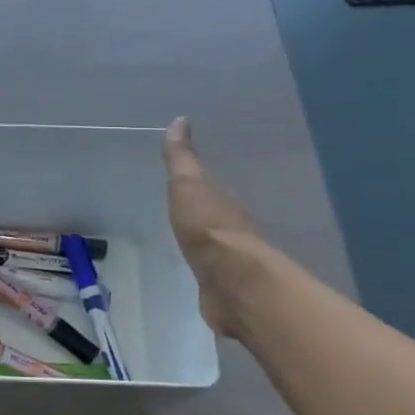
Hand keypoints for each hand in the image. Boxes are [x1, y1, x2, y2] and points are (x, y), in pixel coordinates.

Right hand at [163, 118, 268, 338]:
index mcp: (225, 207)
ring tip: (186, 250)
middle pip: (217, 224)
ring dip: (207, 251)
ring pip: (217, 254)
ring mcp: (231, 267)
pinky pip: (212, 281)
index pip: (212, 194)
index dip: (200, 191)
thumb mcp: (188, 185)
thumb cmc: (208, 228)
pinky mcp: (224, 294)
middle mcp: (234, 234)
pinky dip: (206, 278)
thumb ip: (182, 159)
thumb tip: (180, 120)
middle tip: (183, 218)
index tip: (185, 188)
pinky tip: (197, 281)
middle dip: (204, 221)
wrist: (232, 282)